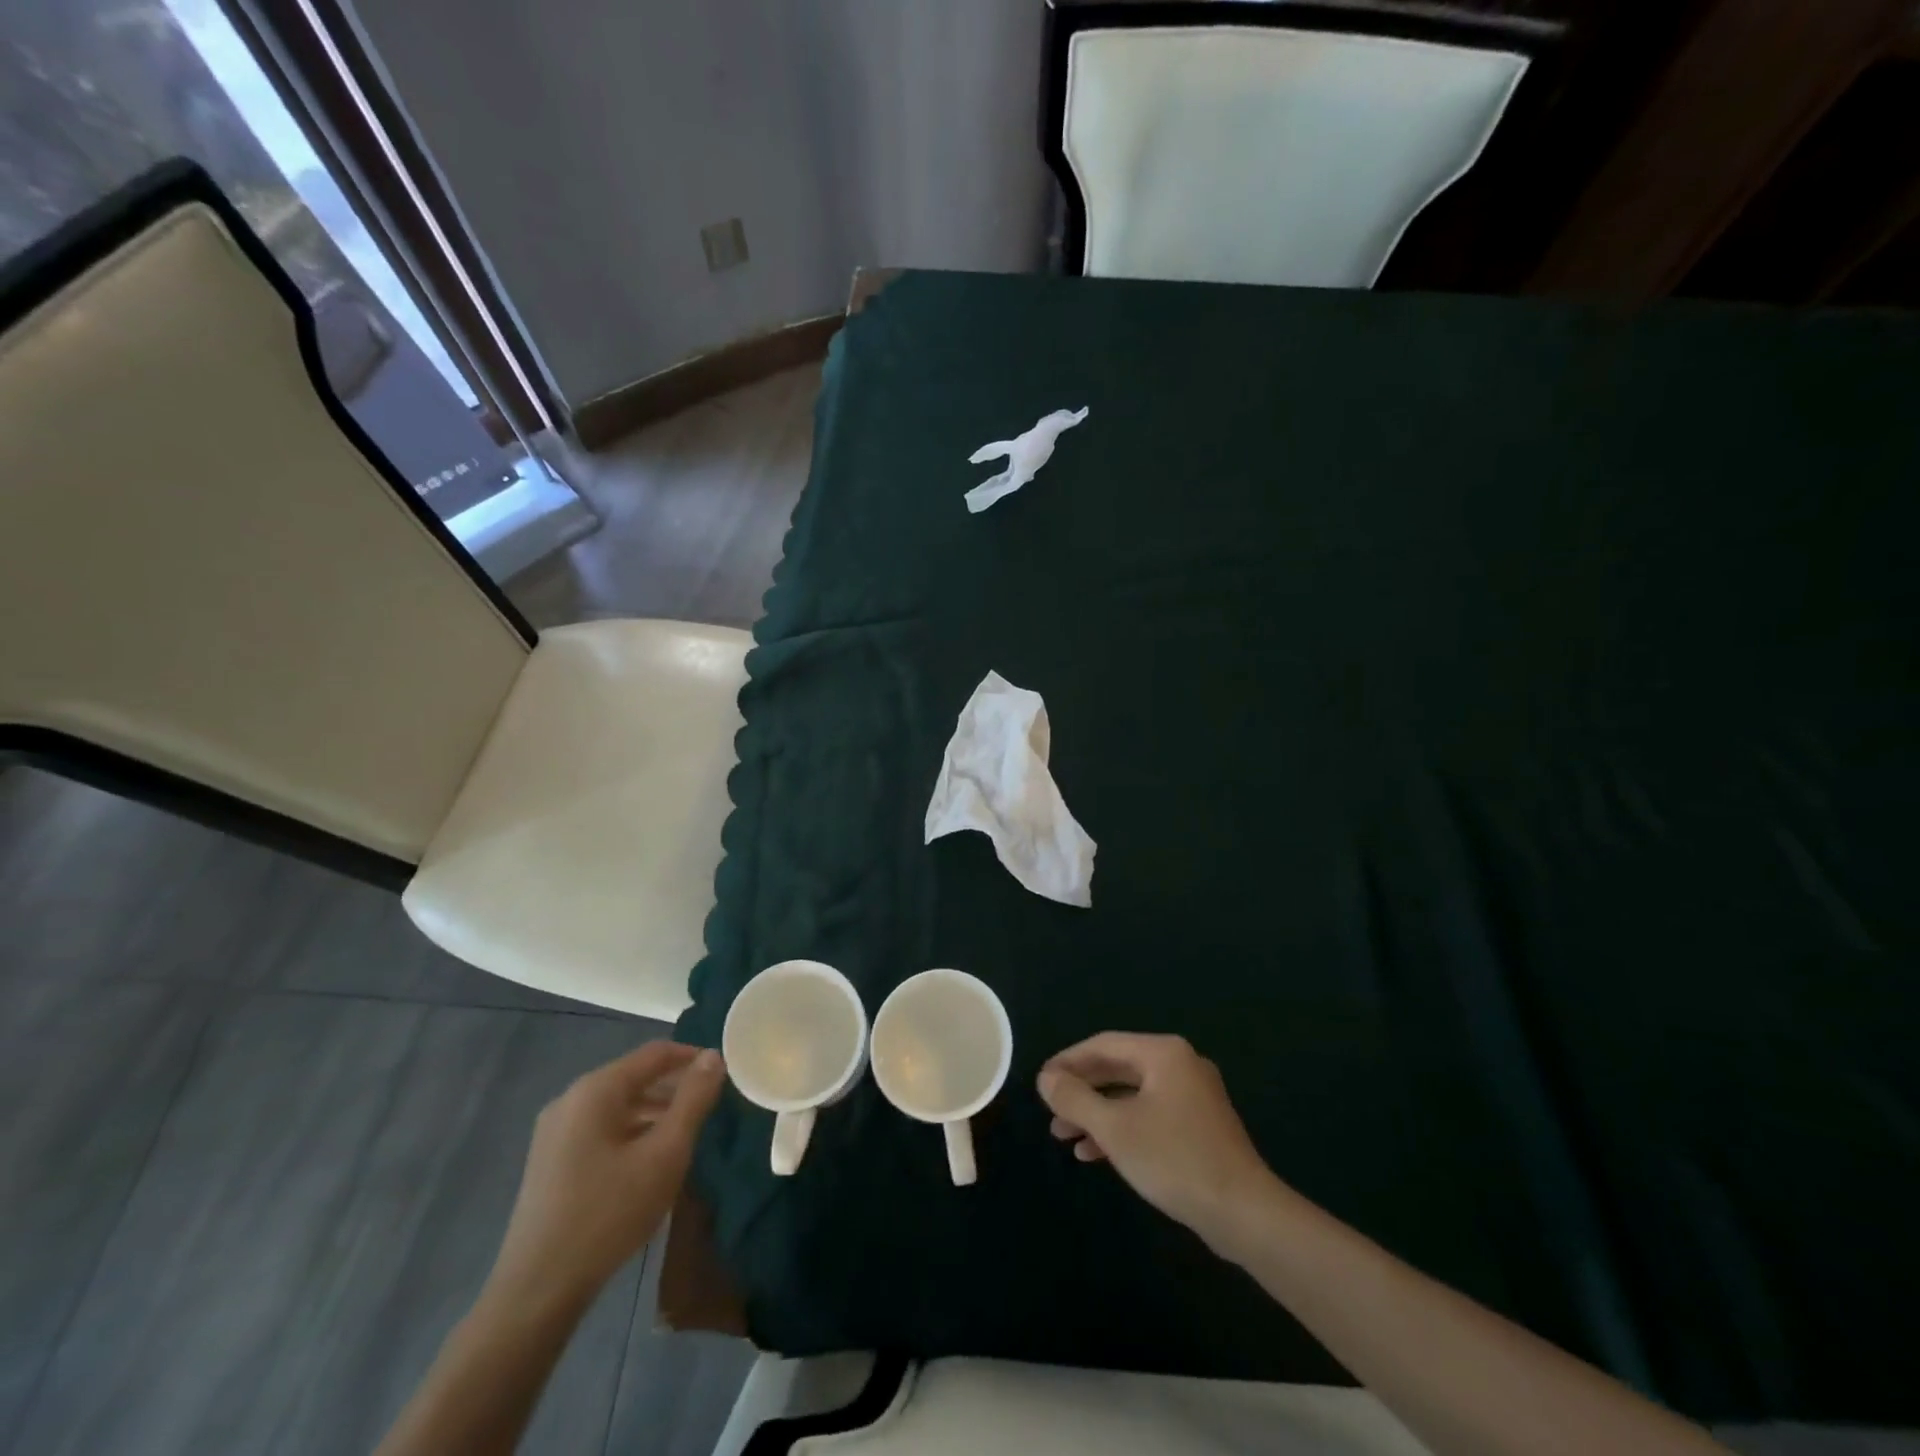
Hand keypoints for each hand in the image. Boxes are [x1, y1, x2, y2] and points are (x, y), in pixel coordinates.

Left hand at [488, 1041, 724, 1311]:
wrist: (537, 1291)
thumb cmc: (609, 1213)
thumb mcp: (665, 1154)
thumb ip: (693, 1100)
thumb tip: (713, 1057)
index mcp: (596, 1090)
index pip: (655, 1054)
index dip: (692, 1058)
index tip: (724, 1074)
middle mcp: (571, 1099)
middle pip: (635, 1077)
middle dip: (675, 1088)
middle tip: (710, 1108)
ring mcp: (555, 1131)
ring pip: (619, 1105)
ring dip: (655, 1112)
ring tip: (686, 1135)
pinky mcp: (550, 1161)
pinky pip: (601, 1128)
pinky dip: (632, 1132)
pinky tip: (649, 1161)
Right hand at [1039, 1032, 1281, 1251]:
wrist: (1244, 1215)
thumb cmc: (1174, 1160)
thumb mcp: (1114, 1129)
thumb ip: (1075, 1098)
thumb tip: (1046, 1078)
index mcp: (1164, 1053)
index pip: (1103, 1045)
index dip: (1068, 1061)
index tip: (1041, 1082)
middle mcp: (1180, 1065)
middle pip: (1118, 1068)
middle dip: (1081, 1090)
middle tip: (1049, 1109)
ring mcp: (1192, 1096)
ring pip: (1131, 1095)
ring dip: (1096, 1113)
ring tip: (1062, 1134)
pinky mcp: (1198, 1127)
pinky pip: (1149, 1115)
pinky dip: (1121, 1128)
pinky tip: (1094, 1152)